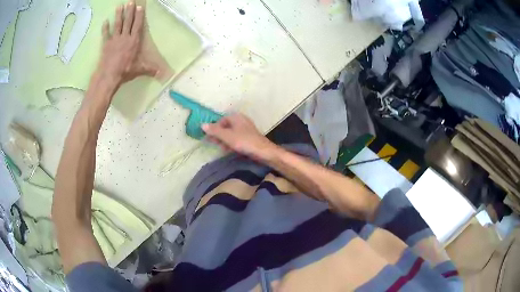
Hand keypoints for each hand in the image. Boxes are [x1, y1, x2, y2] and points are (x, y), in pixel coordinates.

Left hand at [98, 1, 158, 84]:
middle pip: (127, 21)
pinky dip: (105, 28)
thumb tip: (160, 74)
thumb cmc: (125, 71)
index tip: (139, 7)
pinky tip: (105, 21)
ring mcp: (114, 40)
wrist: (109, 76)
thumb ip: (149, 69)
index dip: (139, 16)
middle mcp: (125, 37)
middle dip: (129, 11)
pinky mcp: (106, 44)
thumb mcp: (139, 70)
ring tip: (119, 6)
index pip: (137, 25)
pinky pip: (105, 34)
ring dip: (118, 15)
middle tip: (130, 2)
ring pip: (117, 24)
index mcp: (134, 41)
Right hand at [202, 114, 277, 160]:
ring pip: (231, 133)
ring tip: (222, 148)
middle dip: (219, 135)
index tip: (209, 137)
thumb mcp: (227, 136)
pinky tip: (229, 150)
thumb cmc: (244, 141)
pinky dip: (232, 143)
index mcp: (236, 117)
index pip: (221, 120)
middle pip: (226, 126)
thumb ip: (215, 131)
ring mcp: (246, 129)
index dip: (214, 128)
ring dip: (224, 140)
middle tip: (214, 143)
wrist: (263, 152)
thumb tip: (202, 124)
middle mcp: (241, 120)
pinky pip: (237, 138)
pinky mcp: (249, 138)